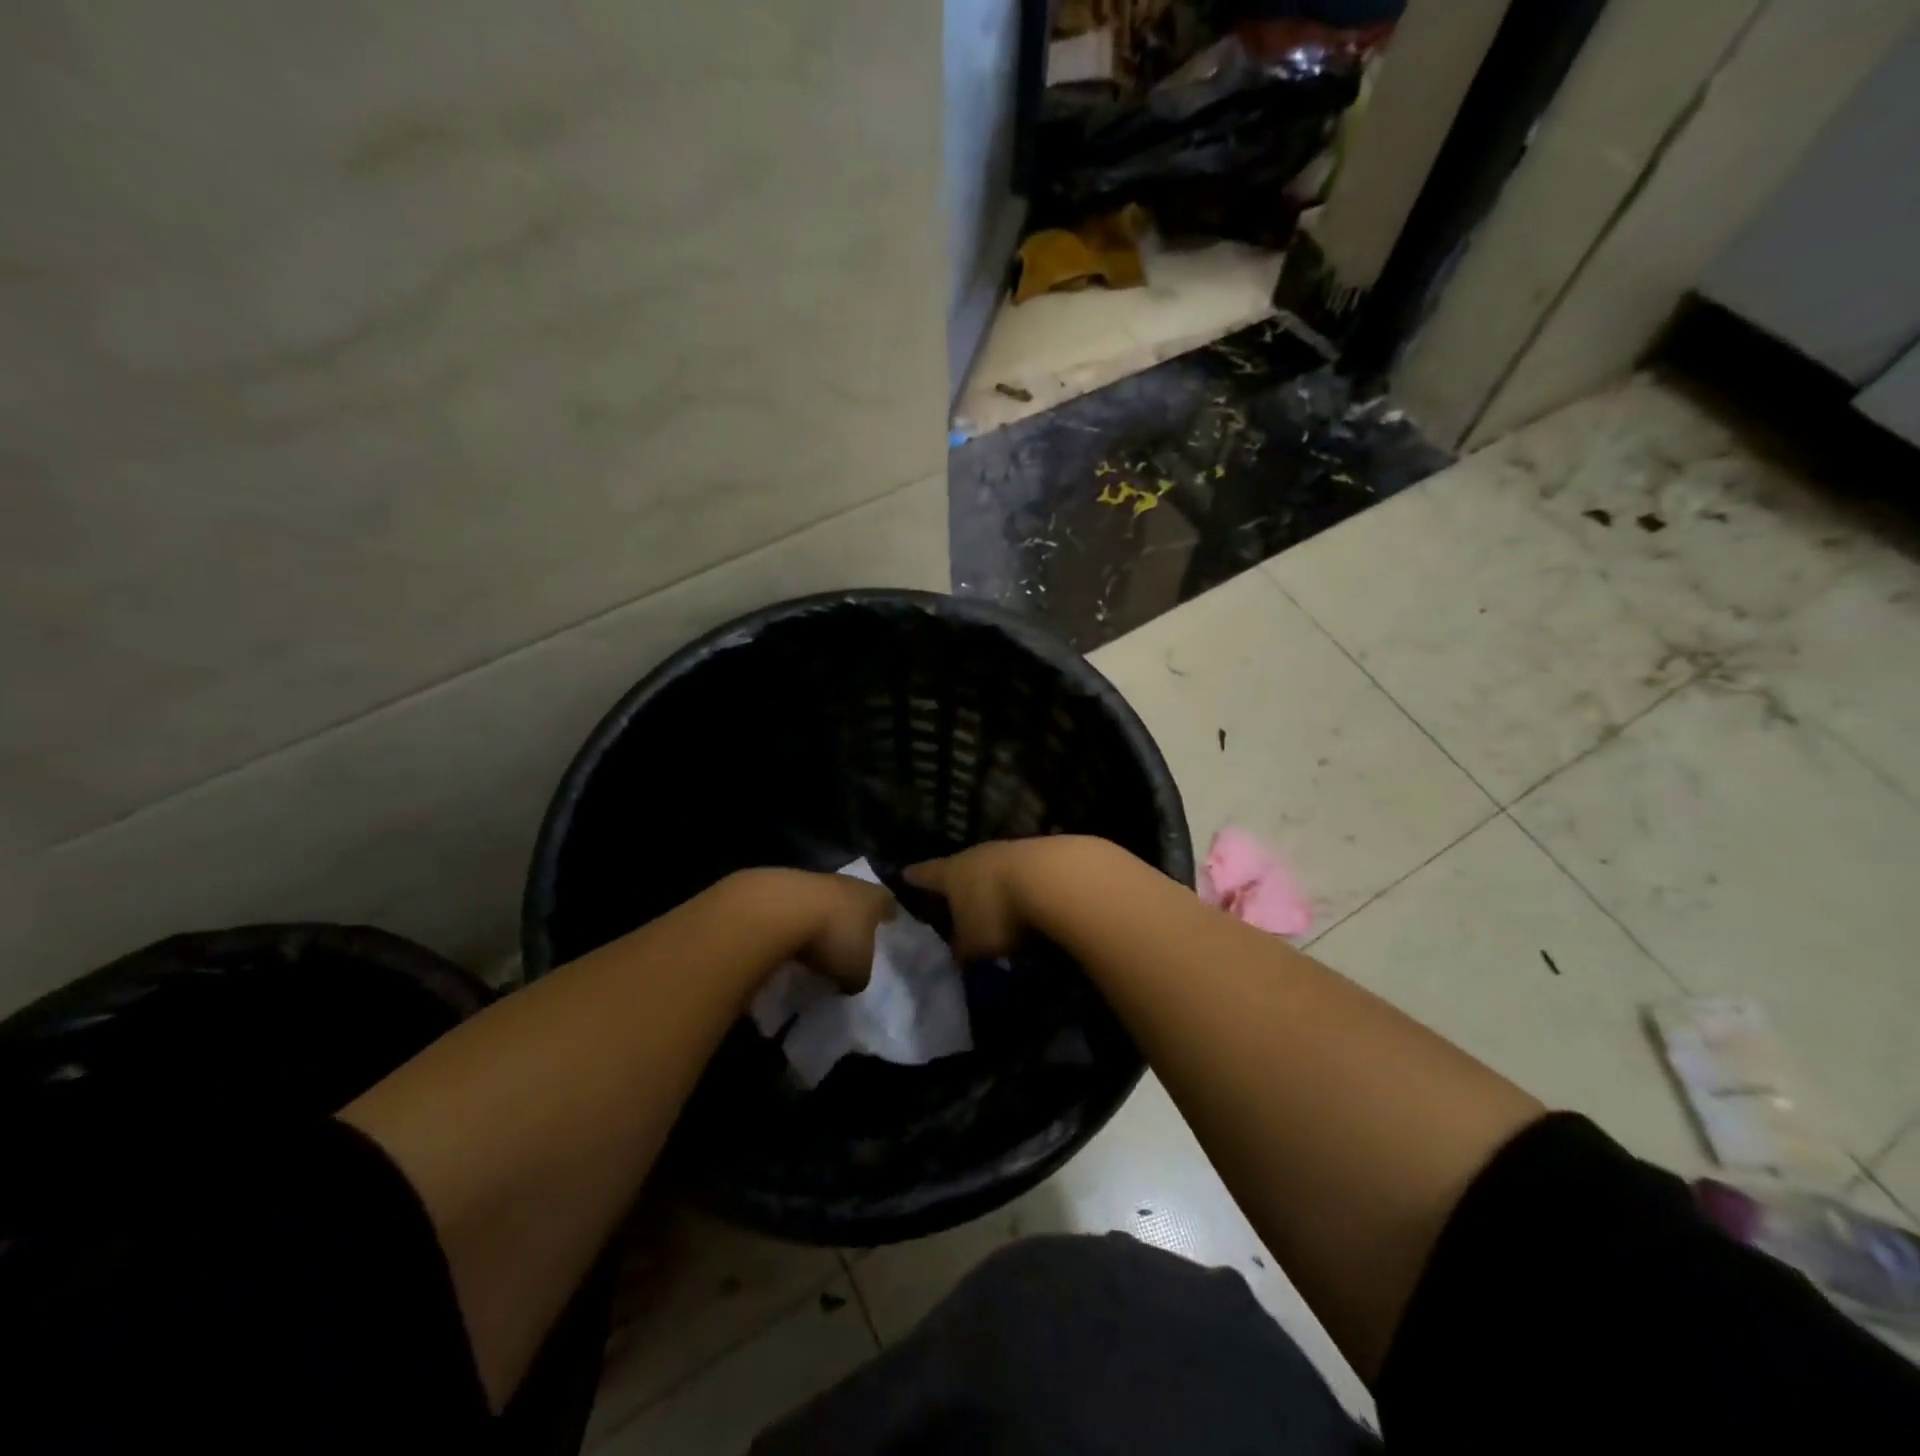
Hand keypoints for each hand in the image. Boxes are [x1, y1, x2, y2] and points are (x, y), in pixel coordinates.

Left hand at [788, 871, 896, 990]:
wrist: (782, 909)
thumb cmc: (834, 937)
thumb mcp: (856, 971)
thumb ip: (858, 977)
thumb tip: (850, 981)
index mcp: (874, 898)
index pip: (887, 903)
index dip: (888, 914)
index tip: (888, 921)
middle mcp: (850, 883)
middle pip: (857, 897)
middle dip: (855, 915)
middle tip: (853, 934)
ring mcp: (817, 880)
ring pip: (827, 899)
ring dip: (824, 916)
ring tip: (818, 940)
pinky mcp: (786, 884)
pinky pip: (800, 905)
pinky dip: (798, 919)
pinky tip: (792, 936)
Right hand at [905, 837, 1107, 959]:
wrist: (1057, 879)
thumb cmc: (999, 912)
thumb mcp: (972, 944)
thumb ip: (960, 948)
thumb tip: (956, 951)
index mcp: (951, 872)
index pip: (925, 874)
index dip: (914, 878)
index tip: (904, 874)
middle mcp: (977, 855)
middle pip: (960, 867)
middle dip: (956, 884)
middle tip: (950, 898)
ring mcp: (1011, 850)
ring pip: (992, 868)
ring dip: (991, 885)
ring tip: (991, 904)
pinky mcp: (1043, 854)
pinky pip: (1022, 873)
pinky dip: (1019, 887)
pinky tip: (1026, 902)